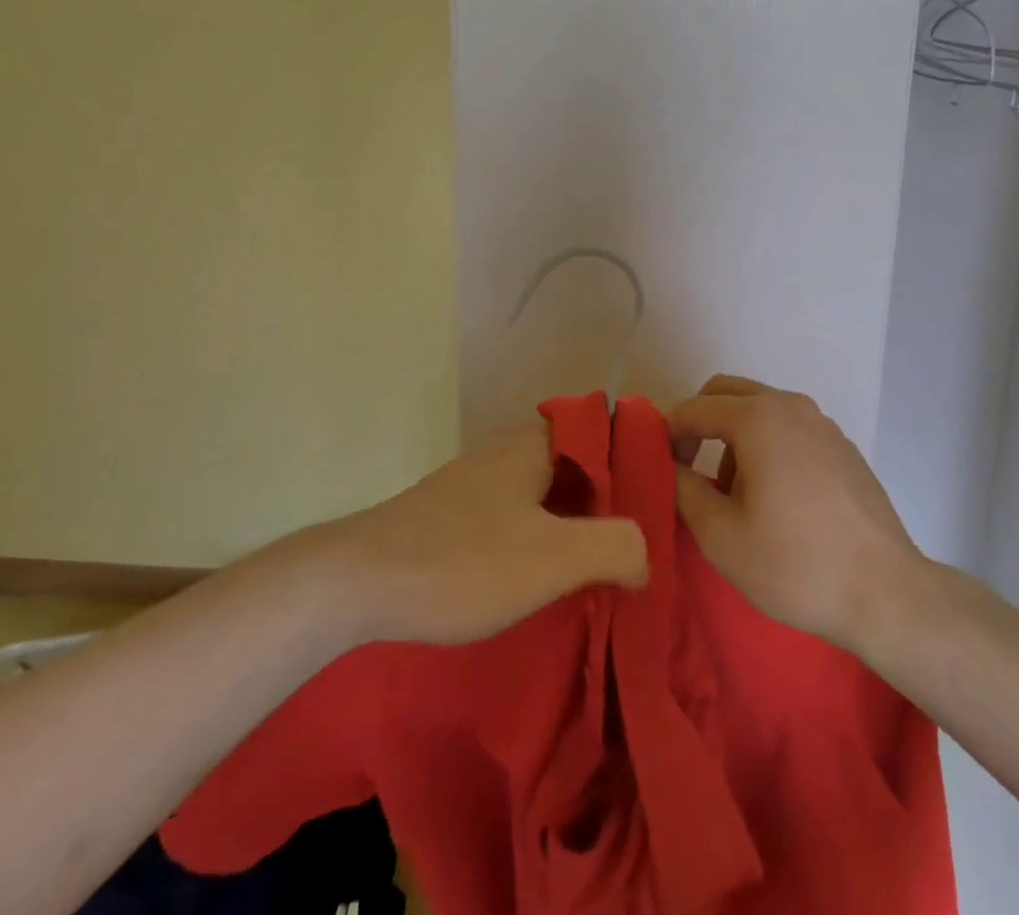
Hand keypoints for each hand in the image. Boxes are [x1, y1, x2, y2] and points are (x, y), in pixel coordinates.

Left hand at [323, 426, 647, 646]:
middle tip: (638, 546)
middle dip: (610, 501)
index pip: (606, 434)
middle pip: (579, 464)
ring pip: (547, 490)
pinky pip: (518, 511)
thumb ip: (616, 547)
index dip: (638, 467)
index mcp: (535, 443)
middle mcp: (509, 449)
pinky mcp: (456, 510)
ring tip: (602, 566)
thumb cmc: (463, 561)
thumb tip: (647, 555)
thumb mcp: (553, 558)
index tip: (661, 509)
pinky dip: (542, 534)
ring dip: (576, 522)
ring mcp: (478, 478)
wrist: (357, 582)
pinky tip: (544, 574)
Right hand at [671, 375, 926, 657]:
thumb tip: (670, 465)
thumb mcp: (721, 535)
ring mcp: (822, 423)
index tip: (664, 472)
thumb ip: (683, 489)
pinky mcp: (842, 446)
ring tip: (734, 495)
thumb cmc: (795, 564)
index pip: (694, 408)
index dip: (669, 435)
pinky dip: (767, 444)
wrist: (887, 594)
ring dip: (733, 435)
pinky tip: (776, 498)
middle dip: (700, 423)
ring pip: (760, 409)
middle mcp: (790, 406)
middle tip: (690, 468)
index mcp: (758, 418)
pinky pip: (789, 428)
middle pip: (727, 392)